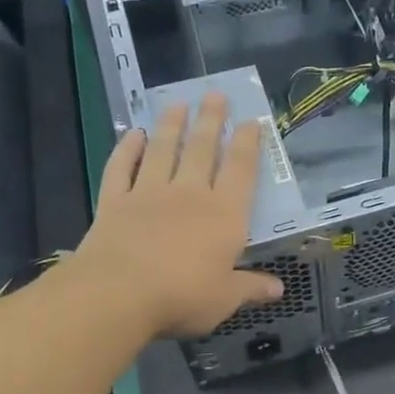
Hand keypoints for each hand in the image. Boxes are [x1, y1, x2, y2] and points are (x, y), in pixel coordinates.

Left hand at [72, 94, 282, 338]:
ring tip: (178, 104)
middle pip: (203, 149)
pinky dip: (126, 149)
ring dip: (171, 125)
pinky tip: (132, 135)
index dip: (248, 144)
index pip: (240, 170)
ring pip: (163, 150)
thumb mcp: (225, 298)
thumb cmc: (182, 297)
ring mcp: (148, 193)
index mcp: (224, 215)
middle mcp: (189, 194)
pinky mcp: (114, 201)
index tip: (251, 121)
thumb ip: (250, 288)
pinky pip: (121, 168)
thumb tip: (279, 288)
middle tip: (215, 94)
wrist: (118, 294)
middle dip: (211, 120)